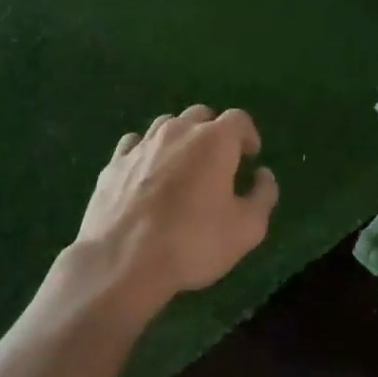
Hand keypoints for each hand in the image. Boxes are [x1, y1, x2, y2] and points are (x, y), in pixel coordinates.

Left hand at [73, 106, 278, 311]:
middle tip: (219, 163)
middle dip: (214, 133)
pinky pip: (135, 143)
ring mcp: (141, 144)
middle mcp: (177, 131)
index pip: (238, 119)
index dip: (248, 135)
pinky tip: (148, 174)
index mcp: (213, 141)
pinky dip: (147, 152)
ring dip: (180, 139)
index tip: (250, 157)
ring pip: (166, 125)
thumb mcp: (246, 229)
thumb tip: (263, 175)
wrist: (123, 261)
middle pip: (200, 115)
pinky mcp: (114, 162)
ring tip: (183, 167)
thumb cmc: (193, 243)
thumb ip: (263, 196)